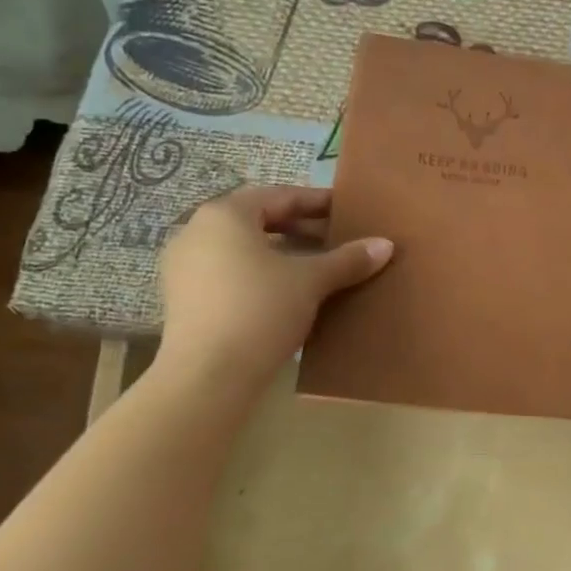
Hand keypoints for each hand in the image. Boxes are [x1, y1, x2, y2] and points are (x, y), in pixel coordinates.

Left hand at [157, 186, 391, 374]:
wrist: (208, 374)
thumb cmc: (260, 309)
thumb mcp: (311, 281)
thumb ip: (347, 259)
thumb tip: (386, 245)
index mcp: (225, 215)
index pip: (280, 196)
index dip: (318, 202)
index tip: (347, 210)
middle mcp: (197, 231)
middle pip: (259, 220)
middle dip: (300, 229)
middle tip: (336, 240)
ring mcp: (184, 266)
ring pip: (243, 249)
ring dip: (281, 254)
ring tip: (316, 268)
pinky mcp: (184, 298)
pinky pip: (229, 273)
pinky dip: (260, 274)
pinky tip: (287, 294)